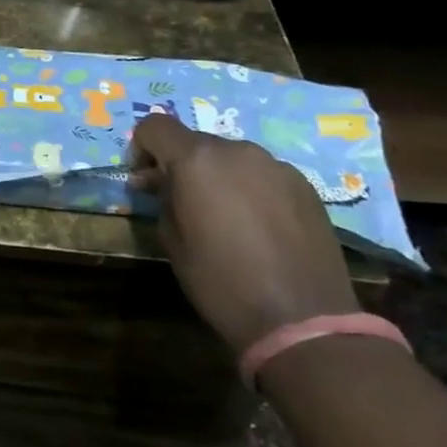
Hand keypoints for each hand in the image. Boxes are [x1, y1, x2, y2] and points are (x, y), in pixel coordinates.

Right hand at [130, 112, 358, 353]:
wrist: (302, 320)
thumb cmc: (220, 281)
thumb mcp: (171, 239)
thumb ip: (162, 198)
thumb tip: (158, 182)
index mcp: (197, 160)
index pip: (155, 126)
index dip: (140, 147)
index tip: (142, 179)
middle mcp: (237, 151)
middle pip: (195, 142)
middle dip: (181, 164)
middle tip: (179, 200)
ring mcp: (276, 166)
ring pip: (232, 158)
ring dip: (217, 175)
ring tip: (223, 215)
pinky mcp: (306, 187)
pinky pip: (263, 175)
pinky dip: (250, 188)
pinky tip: (256, 226)